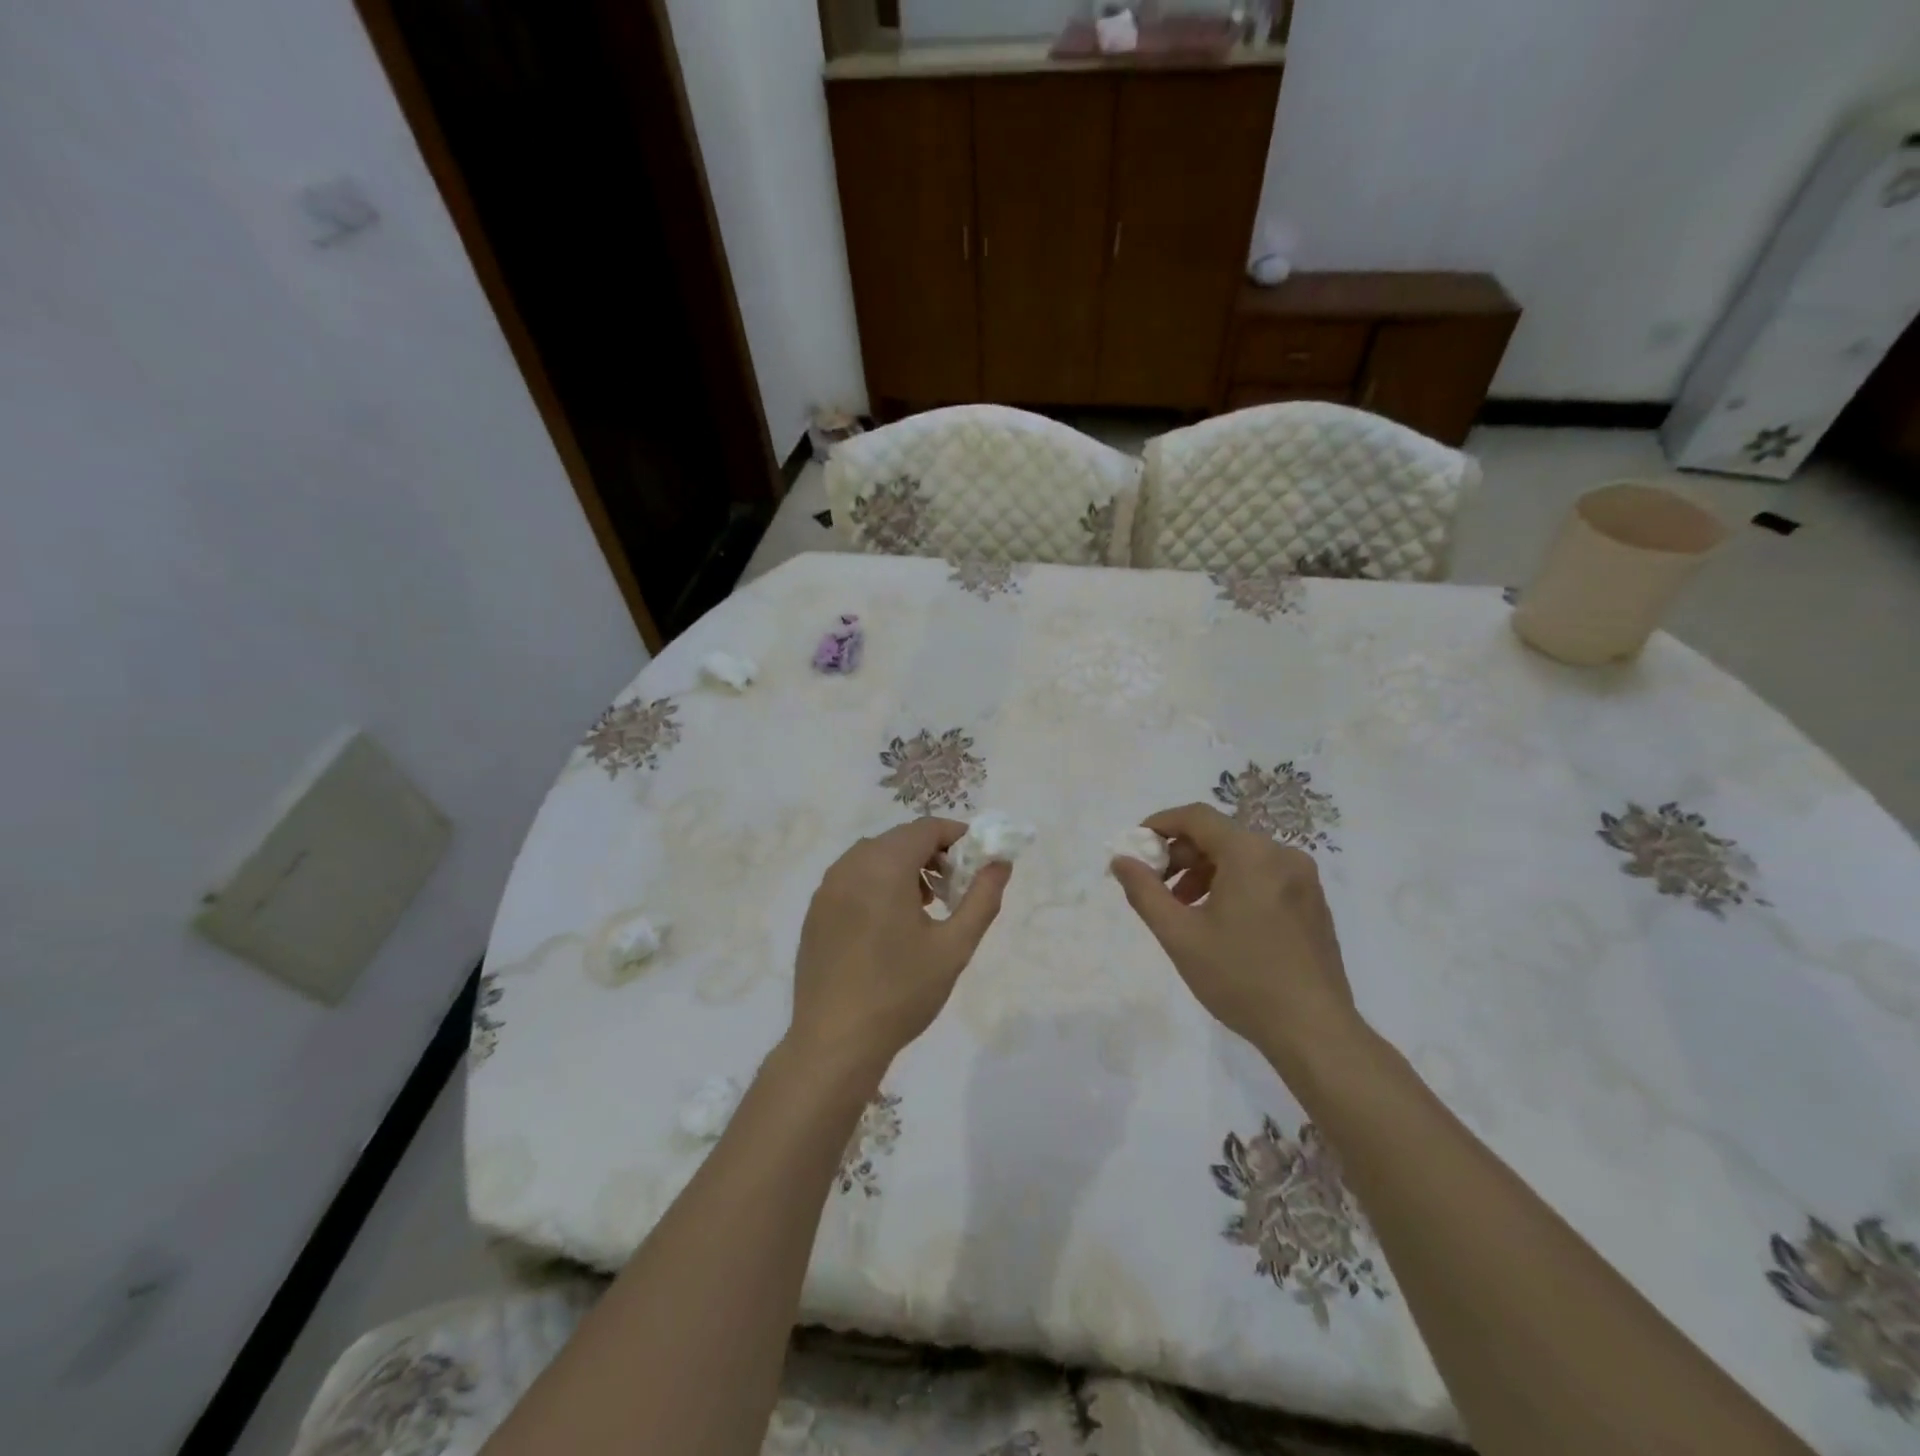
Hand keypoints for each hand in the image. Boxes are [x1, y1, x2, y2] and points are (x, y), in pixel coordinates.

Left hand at [790, 818, 1009, 1079]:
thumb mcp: (954, 946)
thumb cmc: (901, 992)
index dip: (957, 836)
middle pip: (899, 839)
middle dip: (933, 853)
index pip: (925, 828)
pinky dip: (878, 883)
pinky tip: (890, 924)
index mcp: (883, 866)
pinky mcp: (815, 911)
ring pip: (874, 857)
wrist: (835, 1041)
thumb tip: (1001, 863)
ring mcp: (827, 888)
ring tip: (926, 906)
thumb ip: (982, 898)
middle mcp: (850, 865)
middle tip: (956, 887)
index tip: (978, 860)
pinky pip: (853, 878)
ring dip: (905, 867)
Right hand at [1110, 803, 1360, 1074]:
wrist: (1314, 1032)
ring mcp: (1303, 879)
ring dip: (1205, 872)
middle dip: (1181, 854)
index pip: (1196, 817)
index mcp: (1251, 854)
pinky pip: (1264, 875)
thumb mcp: (1180, 935)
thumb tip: (1121, 860)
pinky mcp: (1313, 902)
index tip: (1136, 847)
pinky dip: (1234, 884)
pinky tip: (1220, 922)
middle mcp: (1282, 854)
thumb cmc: (1241, 978)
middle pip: (1220, 835)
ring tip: (1184, 908)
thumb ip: (1145, 891)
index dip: (1160, 824)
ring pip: (1242, 856)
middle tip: (1156, 886)